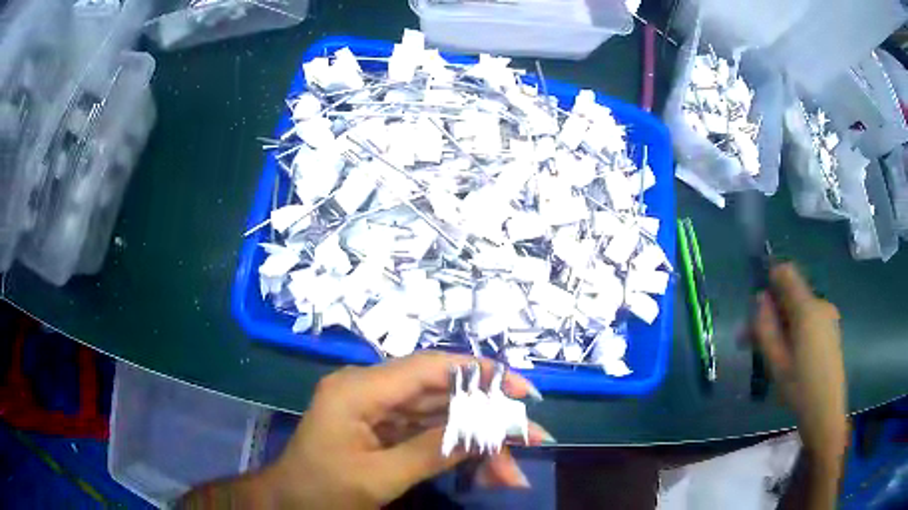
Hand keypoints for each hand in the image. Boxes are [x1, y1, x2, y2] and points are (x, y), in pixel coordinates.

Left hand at [261, 351, 552, 507]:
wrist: (287, 503)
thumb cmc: (321, 491)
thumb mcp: (377, 478)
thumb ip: (431, 452)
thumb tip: (488, 432)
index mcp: (358, 390)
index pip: (429, 368)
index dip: (481, 374)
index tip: (524, 391)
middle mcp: (370, 389)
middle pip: (442, 394)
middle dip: (488, 419)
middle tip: (531, 439)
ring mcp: (377, 408)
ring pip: (440, 416)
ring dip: (477, 442)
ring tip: (511, 473)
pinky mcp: (383, 426)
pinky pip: (428, 432)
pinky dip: (457, 450)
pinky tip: (484, 471)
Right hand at [752, 263, 847, 464]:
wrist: (826, 412)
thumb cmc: (799, 389)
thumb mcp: (776, 362)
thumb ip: (765, 327)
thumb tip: (760, 299)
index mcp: (807, 309)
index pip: (786, 273)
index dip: (769, 280)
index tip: (756, 305)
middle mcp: (820, 305)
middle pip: (791, 295)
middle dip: (771, 312)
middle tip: (750, 340)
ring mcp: (828, 316)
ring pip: (799, 310)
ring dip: (782, 324)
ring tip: (767, 354)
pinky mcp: (831, 329)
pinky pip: (809, 319)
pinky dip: (795, 330)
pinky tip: (788, 356)